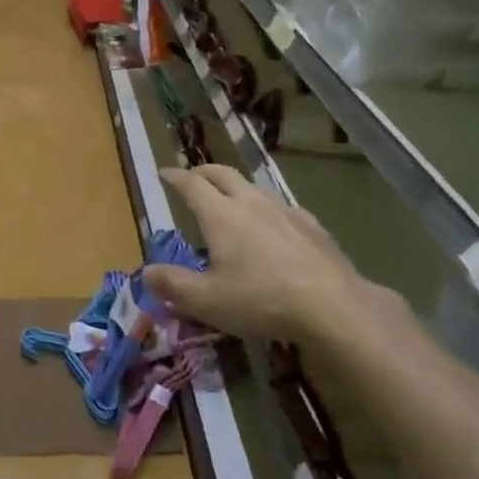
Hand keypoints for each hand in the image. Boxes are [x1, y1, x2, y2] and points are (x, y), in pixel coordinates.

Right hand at [144, 165, 409, 356]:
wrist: (332, 306)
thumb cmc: (260, 300)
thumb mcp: (206, 300)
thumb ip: (172, 284)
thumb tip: (146, 272)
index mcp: (221, 215)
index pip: (192, 185)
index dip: (175, 177)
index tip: (164, 173)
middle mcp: (251, 203)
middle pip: (223, 174)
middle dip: (203, 172)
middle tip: (192, 178)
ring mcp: (285, 212)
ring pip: (254, 187)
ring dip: (235, 187)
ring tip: (230, 200)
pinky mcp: (312, 226)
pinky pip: (282, 207)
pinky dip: (266, 208)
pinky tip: (274, 225)